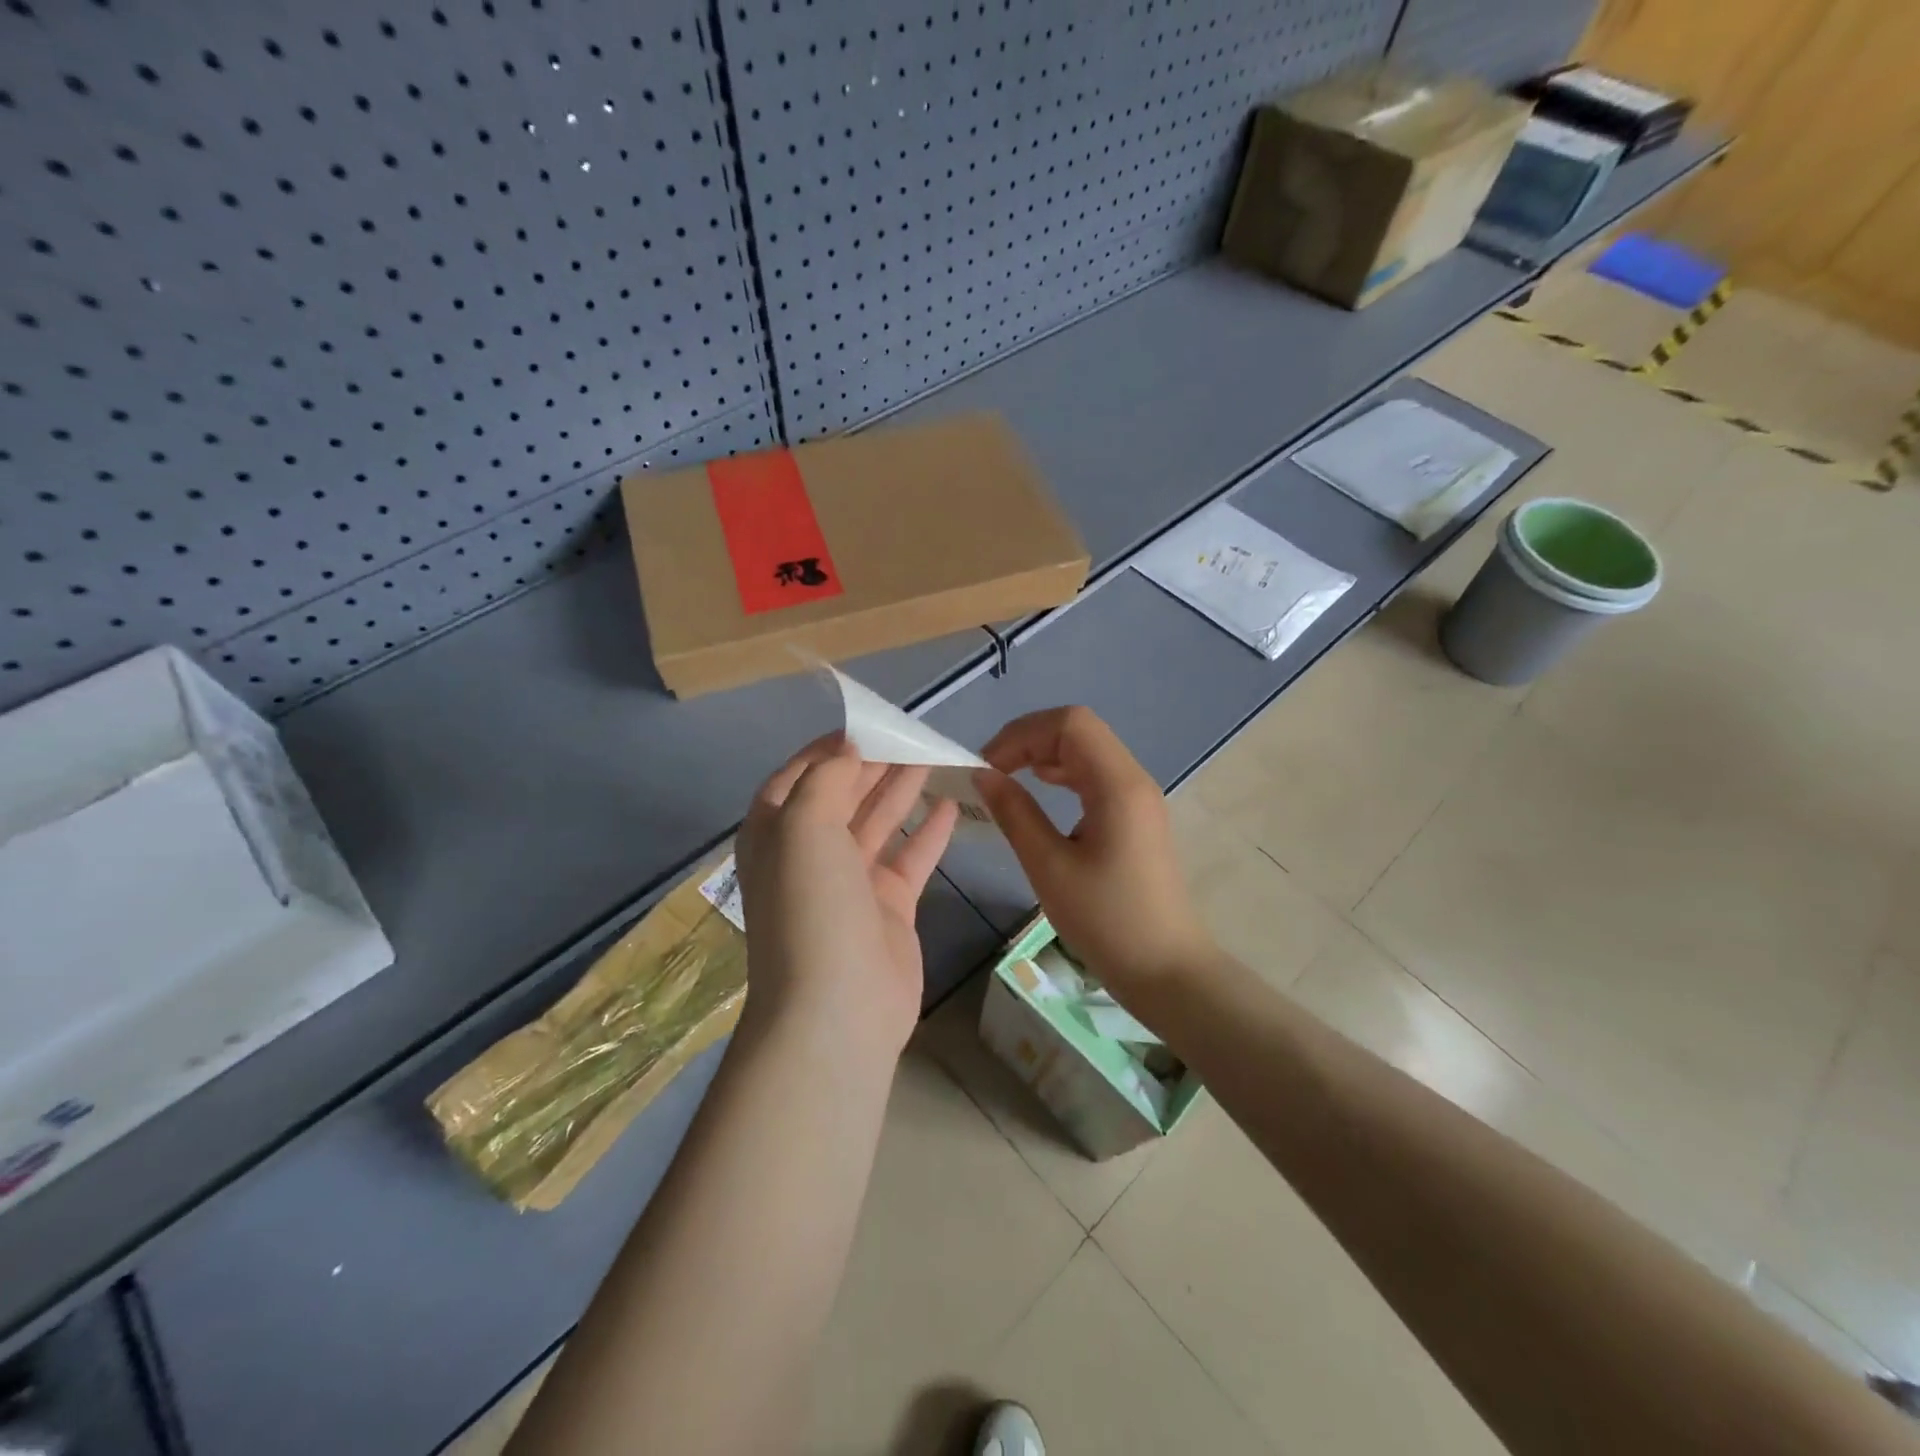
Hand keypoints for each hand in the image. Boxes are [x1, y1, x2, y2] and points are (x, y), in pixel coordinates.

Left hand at [736, 736, 959, 1057]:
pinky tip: (952, 803)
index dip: (828, 749)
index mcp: (776, 835)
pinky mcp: (888, 907)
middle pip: (843, 797)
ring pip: (878, 823)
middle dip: (873, 765)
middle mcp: (809, 855)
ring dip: (902, 790)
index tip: (866, 724)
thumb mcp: (803, 827)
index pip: (797, 778)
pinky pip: (910, 859)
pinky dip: (929, 832)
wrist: (837, 1009)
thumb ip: (825, 779)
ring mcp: (850, 883)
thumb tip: (847, 751)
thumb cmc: (811, 908)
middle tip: (911, 734)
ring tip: (933, 756)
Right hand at [974, 707, 1213, 1001]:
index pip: (1070, 723)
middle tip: (991, 770)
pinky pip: (1095, 775)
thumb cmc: (1106, 921)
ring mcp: (1138, 797)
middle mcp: (1133, 779)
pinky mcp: (1135, 816)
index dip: (1022, 733)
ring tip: (1007, 778)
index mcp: (1117, 785)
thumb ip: (1015, 813)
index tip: (987, 765)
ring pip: (1087, 750)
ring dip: (1044, 754)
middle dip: (1029, 739)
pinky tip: (1039, 790)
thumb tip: (983, 775)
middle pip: (1079, 730)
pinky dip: (1062, 774)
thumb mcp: (1049, 867)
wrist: (1166, 969)